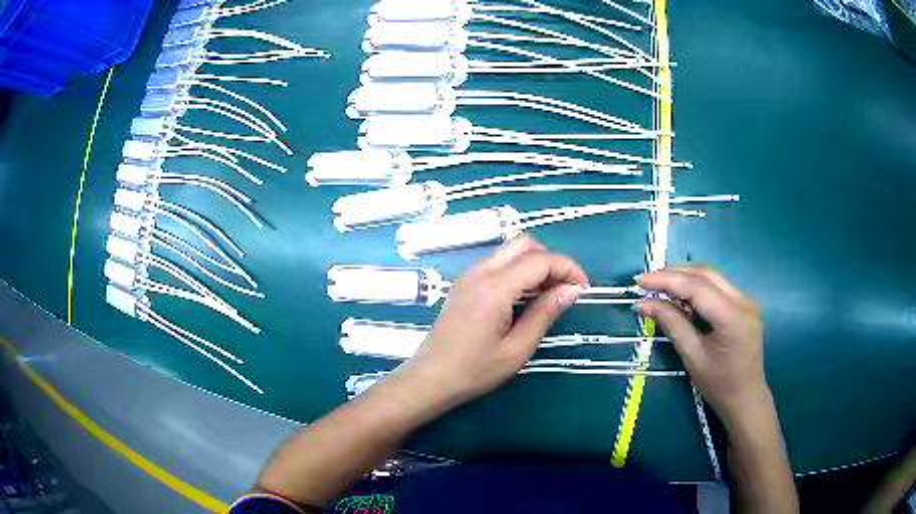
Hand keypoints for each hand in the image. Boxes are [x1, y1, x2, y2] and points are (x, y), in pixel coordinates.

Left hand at [393, 235, 588, 408]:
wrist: (430, 379)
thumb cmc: (474, 371)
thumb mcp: (517, 349)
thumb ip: (545, 314)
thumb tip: (571, 290)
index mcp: (495, 287)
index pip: (541, 260)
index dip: (568, 268)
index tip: (583, 290)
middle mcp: (480, 272)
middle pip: (524, 244)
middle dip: (551, 260)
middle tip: (564, 290)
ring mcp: (469, 275)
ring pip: (510, 251)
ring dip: (534, 264)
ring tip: (548, 296)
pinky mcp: (464, 284)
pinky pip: (497, 263)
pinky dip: (518, 270)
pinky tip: (524, 297)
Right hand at [635, 266, 768, 422]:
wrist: (746, 398)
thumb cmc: (718, 385)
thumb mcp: (692, 357)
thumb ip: (672, 324)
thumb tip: (645, 304)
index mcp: (733, 317)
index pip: (697, 287)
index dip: (666, 281)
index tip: (640, 282)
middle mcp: (743, 301)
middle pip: (706, 274)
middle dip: (674, 274)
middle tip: (647, 281)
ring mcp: (746, 300)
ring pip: (712, 277)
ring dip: (685, 277)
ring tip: (659, 286)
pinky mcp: (744, 304)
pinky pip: (718, 287)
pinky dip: (697, 286)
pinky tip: (681, 296)